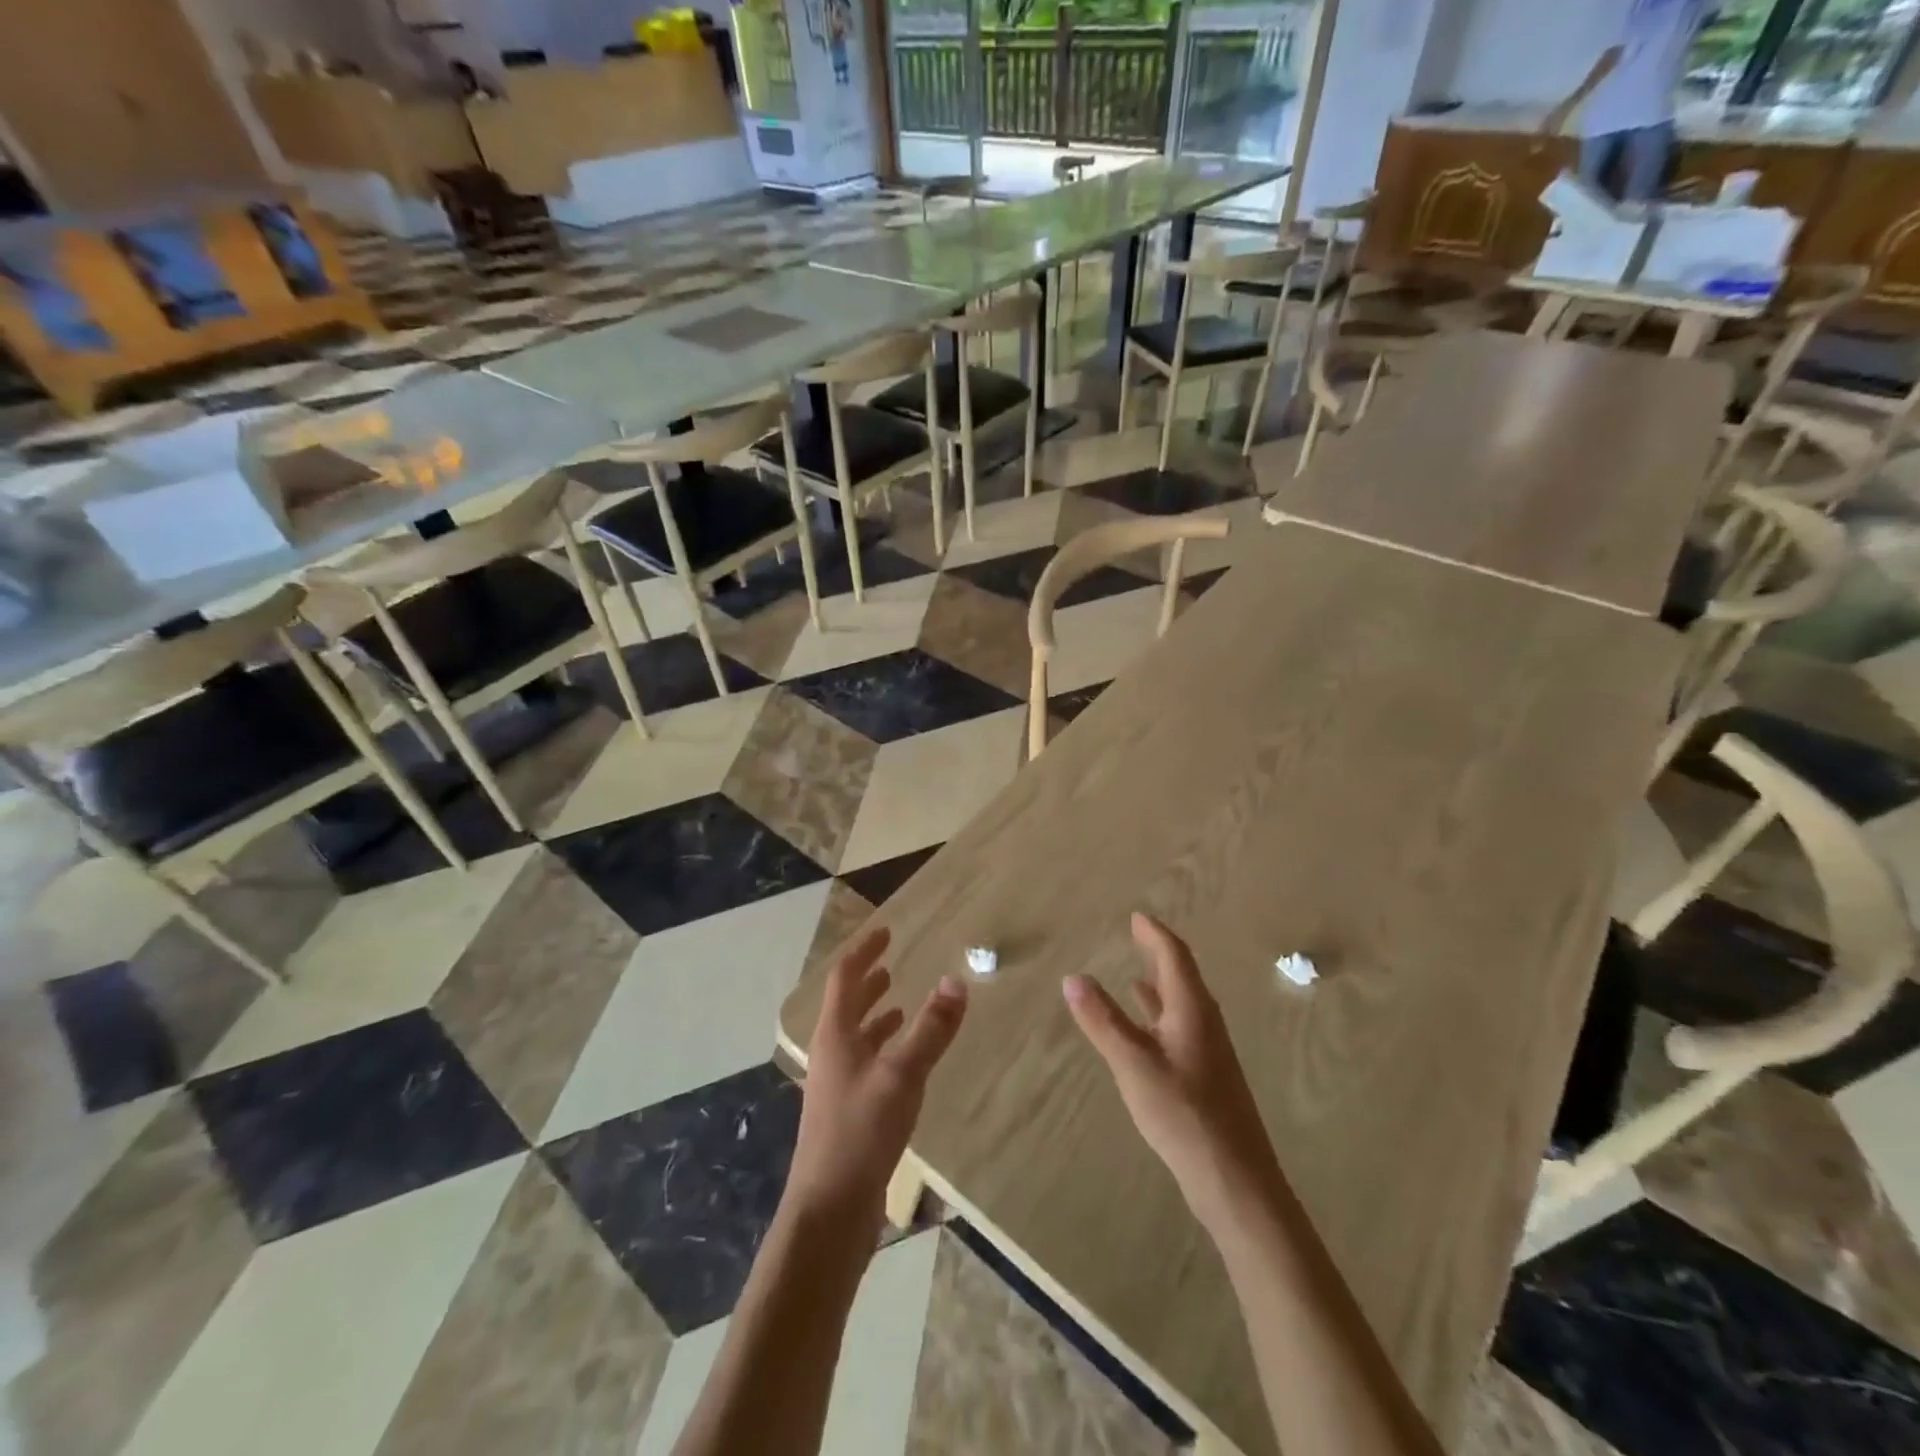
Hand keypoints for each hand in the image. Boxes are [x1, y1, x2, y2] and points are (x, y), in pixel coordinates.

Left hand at [787, 927, 967, 1231]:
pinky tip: (905, 1061)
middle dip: (868, 982)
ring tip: (901, 1005)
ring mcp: (838, 1085)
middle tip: (892, 963)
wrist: (830, 1210)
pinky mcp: (849, 1112)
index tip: (886, 932)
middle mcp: (832, 1053)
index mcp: (835, 1034)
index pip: (844, 978)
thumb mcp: (902, 1074)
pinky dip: (885, 1049)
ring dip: (876, 1016)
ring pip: (857, 1037)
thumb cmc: (860, 1132)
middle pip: (847, 1005)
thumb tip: (956, 981)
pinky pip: (867, 1064)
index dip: (864, 952)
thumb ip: (931, 1029)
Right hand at [1064, 913, 1282, 1229]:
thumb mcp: (1133, 1063)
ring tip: (1136, 973)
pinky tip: (1147, 1029)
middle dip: (1159, 953)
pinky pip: (1180, 1027)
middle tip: (1137, 934)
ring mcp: (1208, 1049)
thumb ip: (1102, 1020)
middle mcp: (1204, 1021)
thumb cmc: (1183, 1113)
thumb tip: (1073, 977)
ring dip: (1160, 984)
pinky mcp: (1205, 1074)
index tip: (1136, 916)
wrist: (1234, 1179)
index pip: (1174, 956)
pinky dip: (1160, 1015)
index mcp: (1192, 1009)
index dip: (1154, 934)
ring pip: (1182, 1003)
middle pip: (1182, 975)